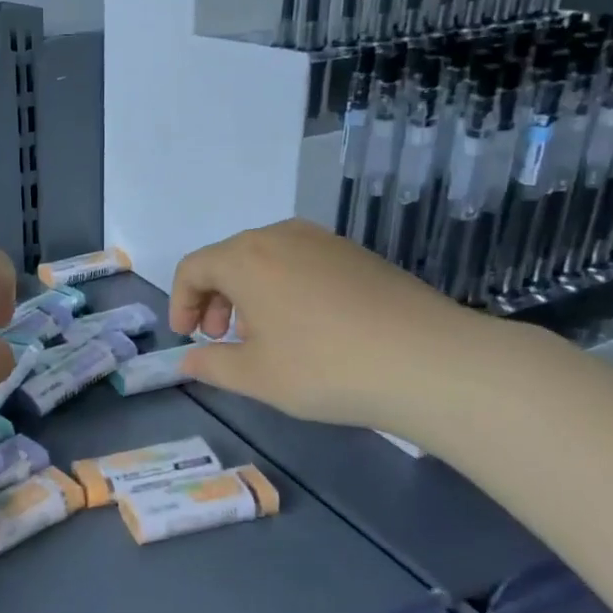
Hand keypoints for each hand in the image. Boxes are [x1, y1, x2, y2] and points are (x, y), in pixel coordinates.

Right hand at [171, 218, 498, 432]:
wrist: (431, 361)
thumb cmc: (325, 367)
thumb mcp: (256, 377)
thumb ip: (211, 365)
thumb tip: (189, 360)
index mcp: (245, 258)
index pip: (193, 268)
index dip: (181, 302)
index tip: (187, 337)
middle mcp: (280, 236)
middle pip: (228, 258)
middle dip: (214, 298)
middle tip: (219, 337)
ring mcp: (323, 241)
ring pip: (266, 259)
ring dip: (248, 293)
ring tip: (262, 335)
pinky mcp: (357, 254)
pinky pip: (301, 262)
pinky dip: (284, 288)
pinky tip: (306, 327)